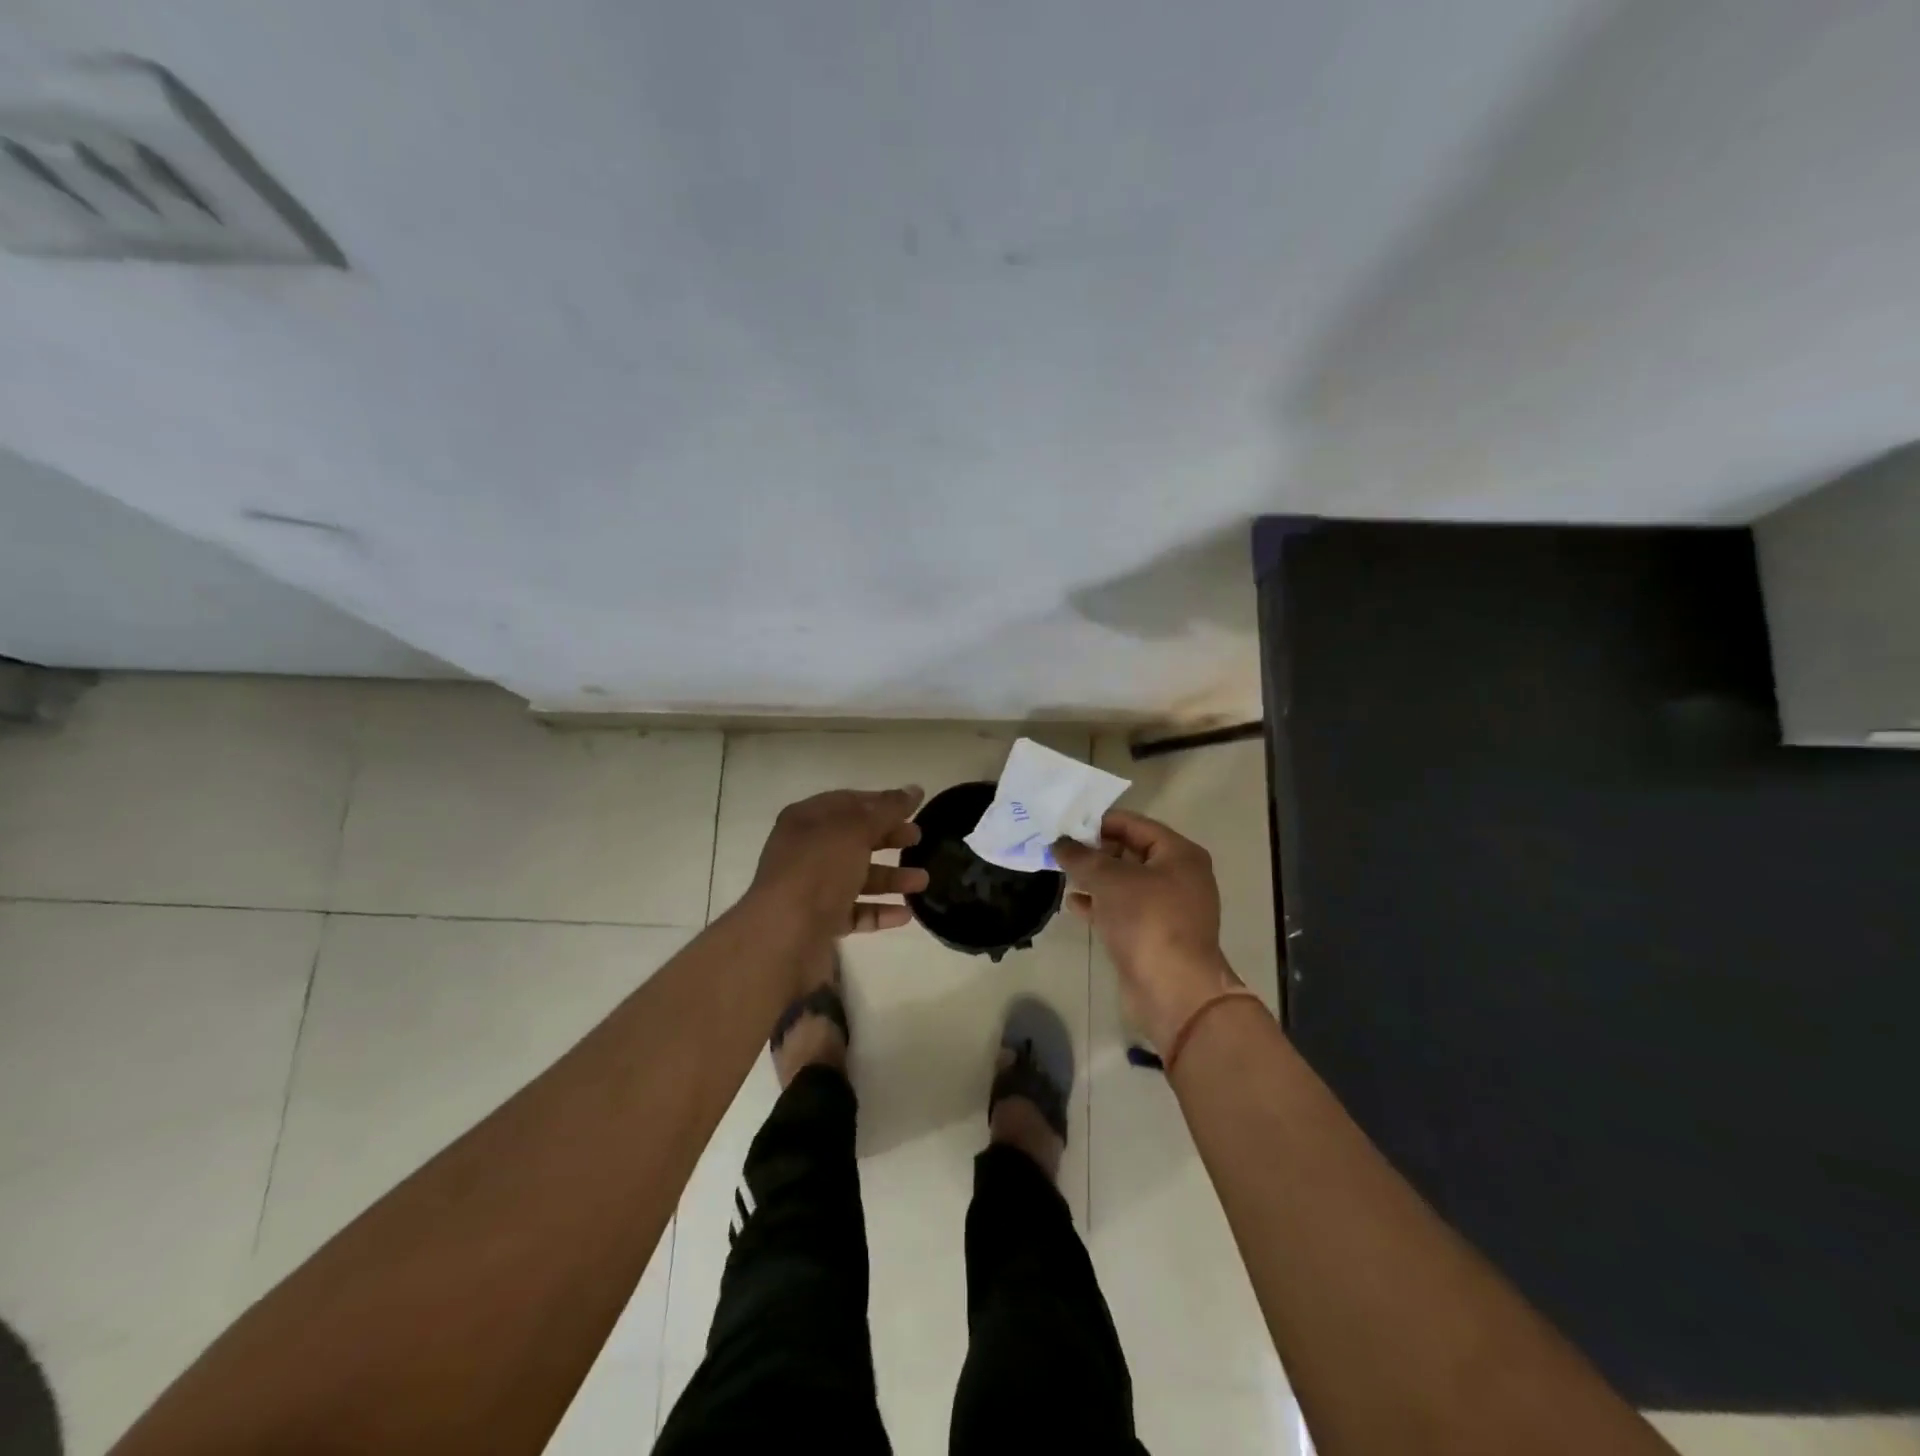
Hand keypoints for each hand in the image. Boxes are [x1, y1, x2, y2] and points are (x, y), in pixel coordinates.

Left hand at [749, 786, 929, 939]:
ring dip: (891, 878)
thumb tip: (914, 789)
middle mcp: (806, 851)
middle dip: (888, 838)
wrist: (784, 935)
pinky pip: (854, 911)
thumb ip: (887, 810)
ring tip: (923, 881)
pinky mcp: (819, 922)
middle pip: (854, 839)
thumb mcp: (856, 830)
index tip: (912, 808)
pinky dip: (879, 911)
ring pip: (857, 877)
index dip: (880, 802)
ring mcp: (811, 888)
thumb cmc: (818, 870)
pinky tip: (905, 914)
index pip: (848, 802)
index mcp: (806, 820)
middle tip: (918, 839)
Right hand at [1053, 809, 1243, 1049]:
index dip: (1100, 822)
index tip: (1067, 824)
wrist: (1174, 990)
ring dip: (1096, 878)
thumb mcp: (1109, 880)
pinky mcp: (1156, 935)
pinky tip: (1074, 904)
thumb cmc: (1147, 921)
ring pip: (1126, 883)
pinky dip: (1101, 904)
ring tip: (1063, 873)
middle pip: (1131, 852)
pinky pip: (1125, 909)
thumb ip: (1081, 857)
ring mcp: (1169, 908)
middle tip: (1060, 849)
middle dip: (1096, 851)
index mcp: (1179, 854)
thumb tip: (1059, 843)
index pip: (1135, 824)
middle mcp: (1180, 876)